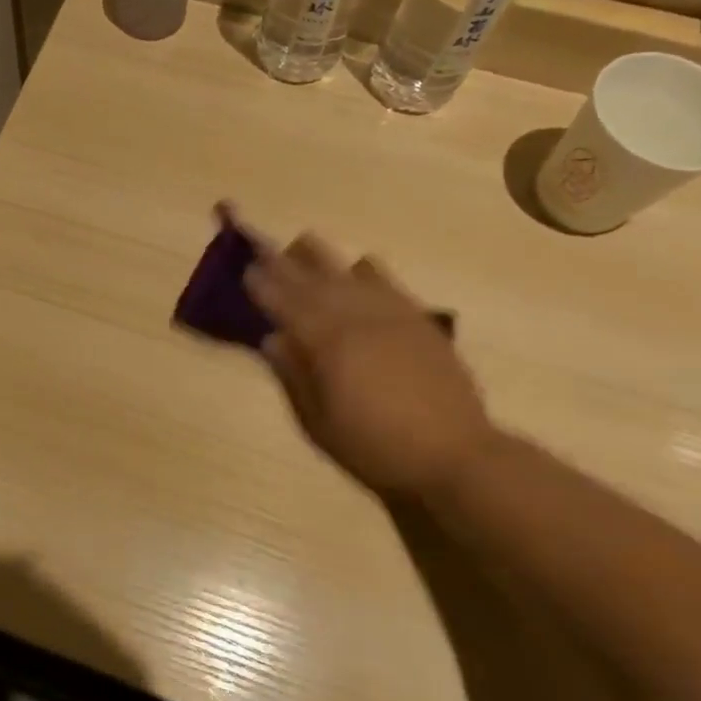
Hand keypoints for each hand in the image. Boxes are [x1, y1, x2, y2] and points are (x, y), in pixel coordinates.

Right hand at [245, 233, 497, 501]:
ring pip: (348, 270)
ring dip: (321, 257)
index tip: (245, 269)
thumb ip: (294, 376)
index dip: (263, 285)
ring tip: (302, 246)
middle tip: (261, 247)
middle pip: (312, 279)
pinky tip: (358, 267)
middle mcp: (356, 317)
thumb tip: (271, 339)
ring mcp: (390, 313)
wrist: (454, 454)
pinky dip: (364, 270)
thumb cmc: (376, 447)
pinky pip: (386, 281)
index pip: (285, 304)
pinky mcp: (418, 318)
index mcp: (327, 343)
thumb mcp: (320, 423)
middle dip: (283, 262)